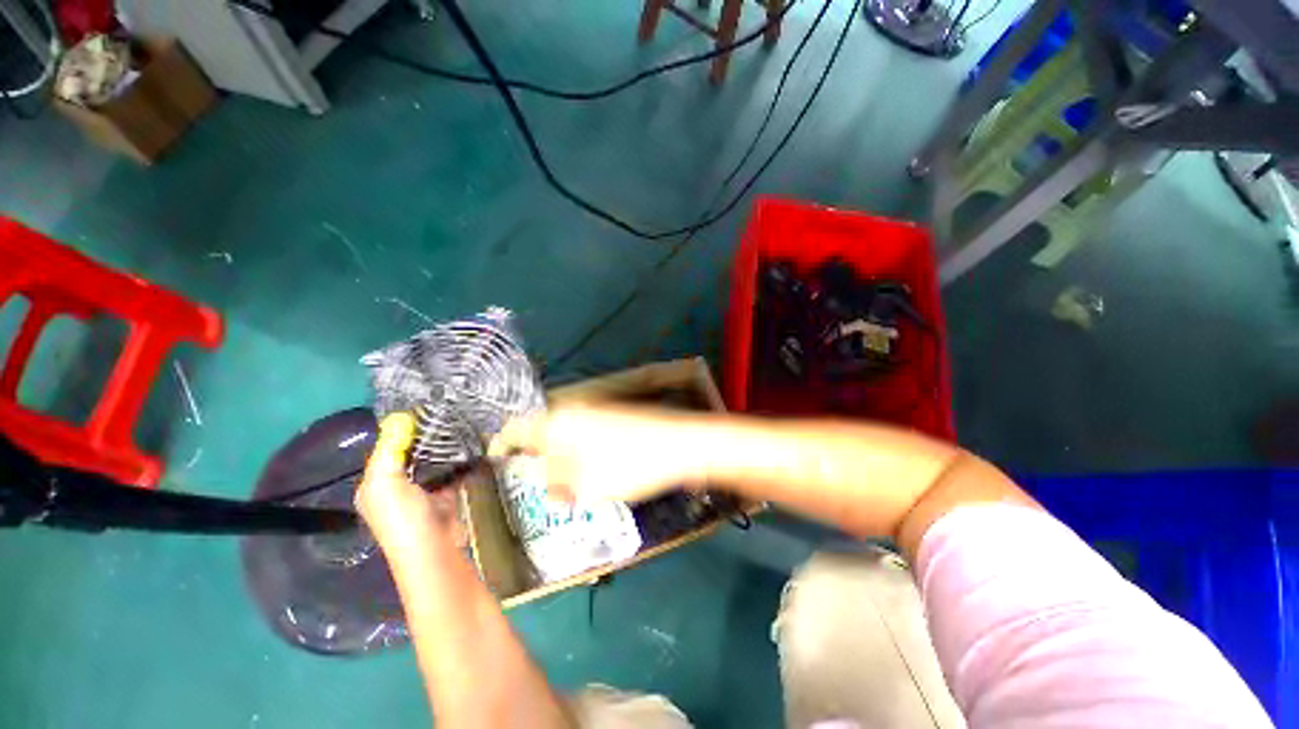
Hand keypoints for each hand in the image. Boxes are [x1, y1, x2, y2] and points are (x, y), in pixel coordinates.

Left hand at [356, 413, 461, 548]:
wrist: (436, 551)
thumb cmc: (404, 518)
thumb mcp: (385, 483)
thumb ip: (389, 451)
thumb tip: (398, 418)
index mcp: (376, 486)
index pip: (386, 451)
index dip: (401, 432)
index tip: (424, 411)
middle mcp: (397, 489)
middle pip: (411, 456)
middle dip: (426, 439)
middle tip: (448, 416)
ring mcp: (424, 494)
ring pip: (433, 464)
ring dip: (444, 450)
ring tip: (461, 426)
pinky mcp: (447, 497)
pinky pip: (452, 473)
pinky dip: (459, 462)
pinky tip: (471, 448)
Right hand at [488, 404, 706, 503]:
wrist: (681, 444)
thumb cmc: (630, 465)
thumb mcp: (585, 486)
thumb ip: (556, 484)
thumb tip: (548, 484)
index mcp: (558, 421)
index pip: (515, 430)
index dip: (501, 447)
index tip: (493, 464)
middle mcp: (574, 411)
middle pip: (541, 435)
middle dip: (536, 461)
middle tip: (534, 486)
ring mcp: (597, 413)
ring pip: (565, 438)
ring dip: (561, 462)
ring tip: (565, 487)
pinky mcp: (614, 420)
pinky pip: (585, 439)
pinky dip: (580, 456)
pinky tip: (591, 475)